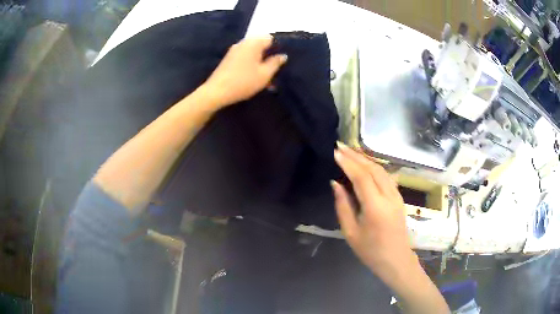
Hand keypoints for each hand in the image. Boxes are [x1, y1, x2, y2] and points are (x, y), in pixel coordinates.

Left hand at [201, 36, 286, 108]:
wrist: (217, 91)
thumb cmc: (244, 82)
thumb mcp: (265, 74)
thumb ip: (275, 63)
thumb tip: (283, 55)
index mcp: (254, 43)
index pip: (270, 38)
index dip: (277, 48)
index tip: (280, 60)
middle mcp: (243, 43)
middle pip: (260, 44)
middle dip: (268, 54)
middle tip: (273, 69)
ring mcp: (234, 50)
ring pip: (252, 51)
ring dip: (260, 61)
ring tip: (264, 75)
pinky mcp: (228, 58)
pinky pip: (244, 56)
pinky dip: (250, 63)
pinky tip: (253, 76)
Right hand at [332, 142, 415, 276]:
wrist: (396, 259)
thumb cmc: (371, 251)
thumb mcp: (351, 232)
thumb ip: (343, 206)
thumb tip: (336, 184)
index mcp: (375, 207)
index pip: (361, 177)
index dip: (348, 163)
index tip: (336, 152)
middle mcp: (389, 197)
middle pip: (373, 169)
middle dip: (356, 156)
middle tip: (341, 146)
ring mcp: (397, 196)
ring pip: (382, 170)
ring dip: (366, 158)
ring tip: (351, 151)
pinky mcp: (399, 197)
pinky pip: (386, 176)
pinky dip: (375, 166)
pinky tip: (366, 164)